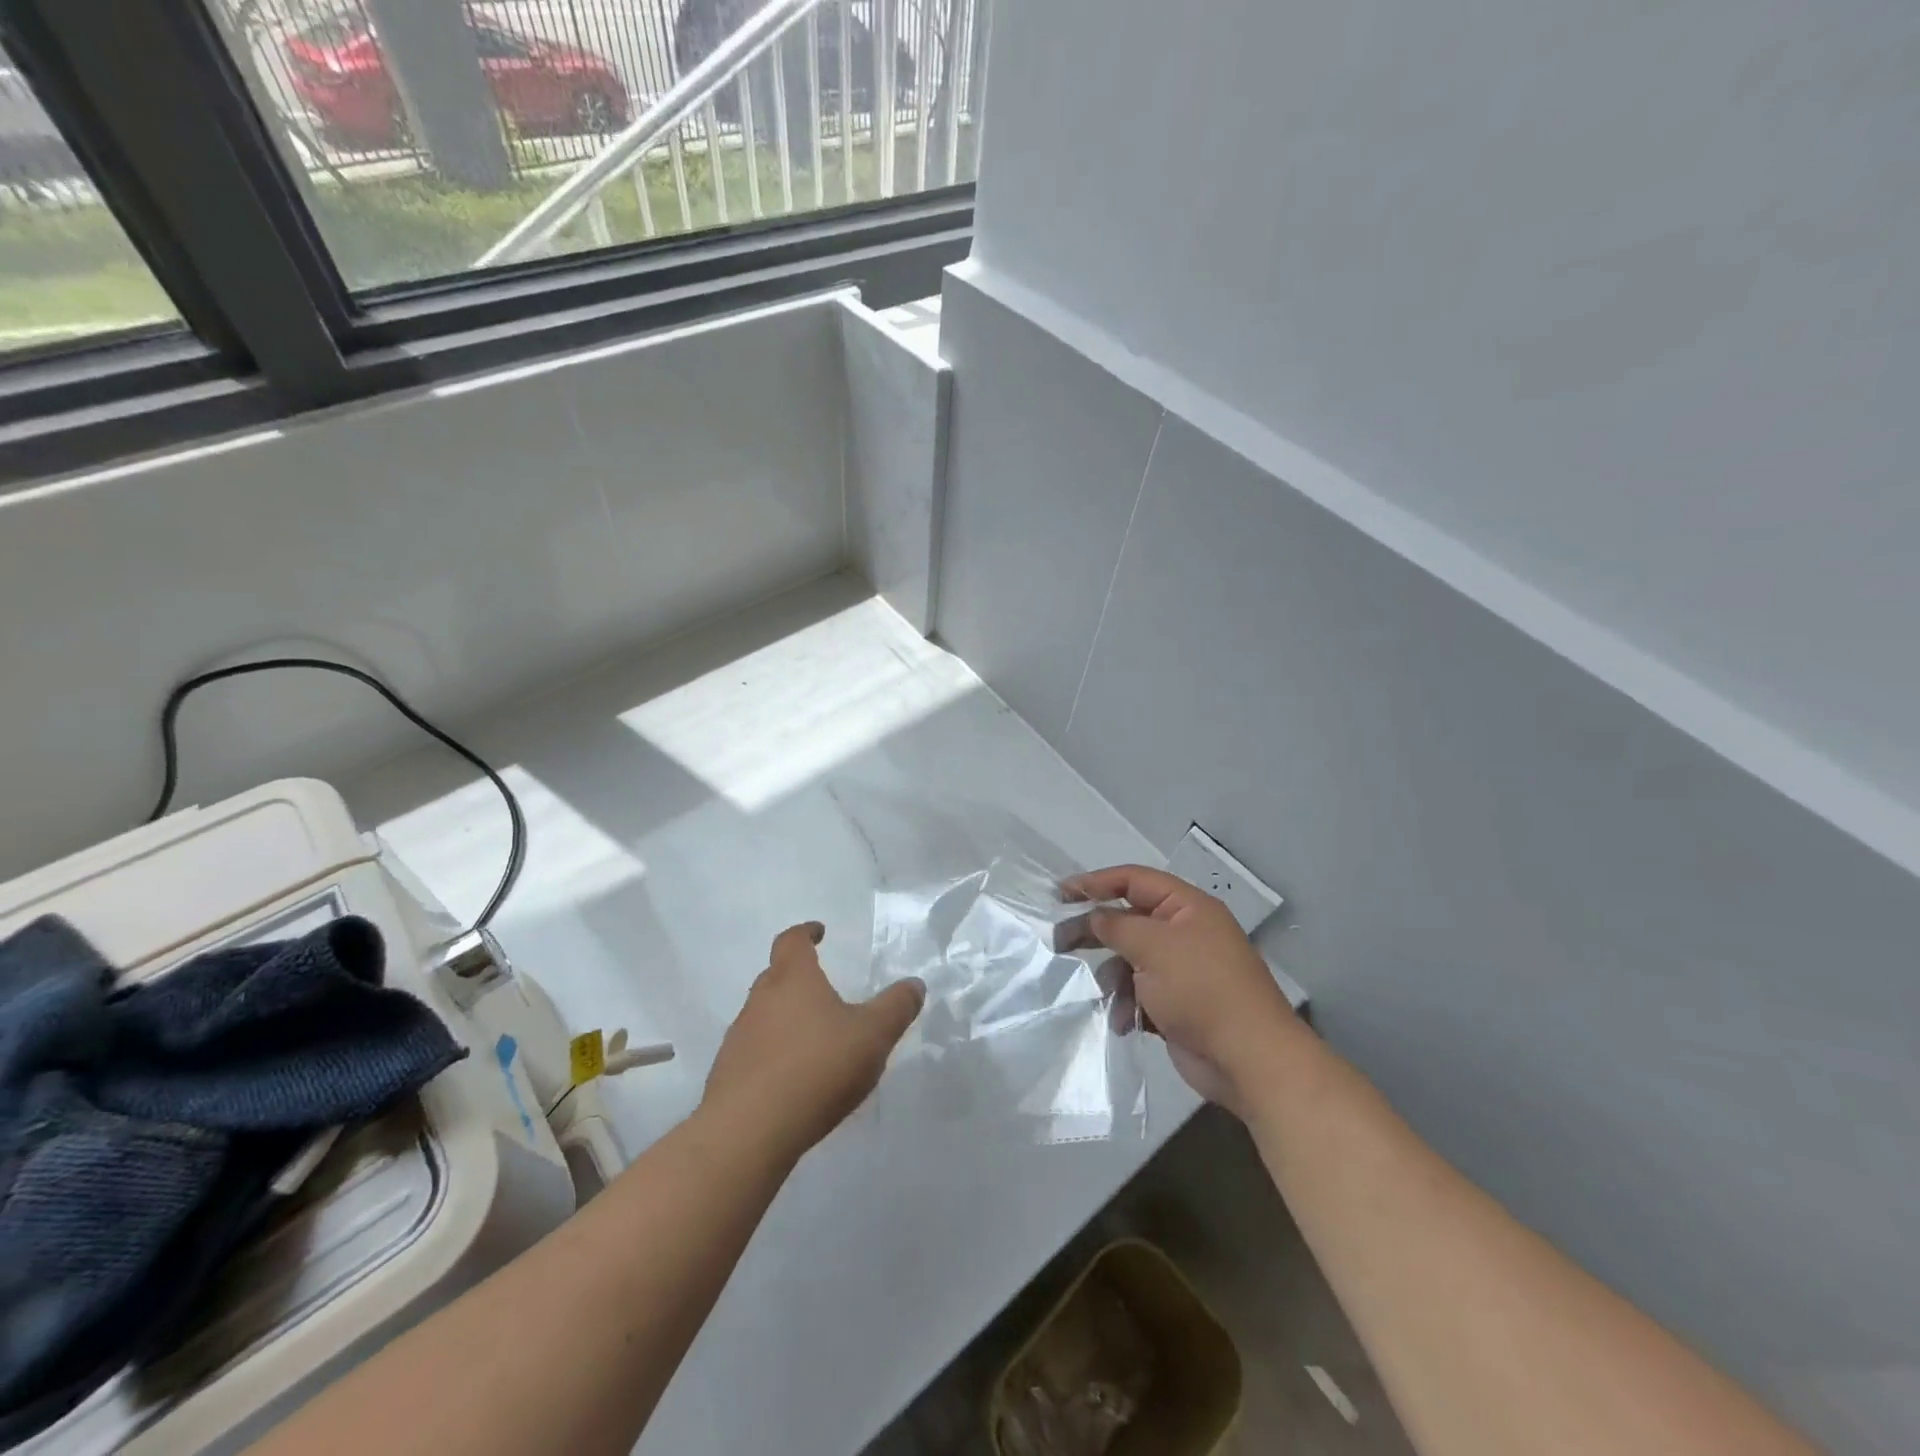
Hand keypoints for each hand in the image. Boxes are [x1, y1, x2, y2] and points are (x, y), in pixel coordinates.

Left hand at [702, 922, 924, 1160]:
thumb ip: (896, 1007)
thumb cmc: (816, 1068)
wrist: (748, 1132)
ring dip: (785, 1019)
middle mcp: (760, 1000)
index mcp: (793, 979)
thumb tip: (914, 984)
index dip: (805, 932)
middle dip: (797, 977)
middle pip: (775, 976)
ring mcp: (739, 1038)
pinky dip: (773, 1055)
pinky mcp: (728, 1076)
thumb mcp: (873, 1035)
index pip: (792, 941)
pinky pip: (755, 1052)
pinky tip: (793, 1079)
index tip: (818, 932)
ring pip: (763, 1015)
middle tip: (822, 989)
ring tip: (813, 1039)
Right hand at [1070, 865, 1299, 1117]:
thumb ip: (1115, 925)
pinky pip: (1140, 993)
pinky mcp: (1177, 1004)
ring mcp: (1182, 970)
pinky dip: (1129, 1004)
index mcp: (1187, 907)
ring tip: (1107, 994)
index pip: (1134, 880)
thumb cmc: (1200, 989)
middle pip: (1129, 920)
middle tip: (1060, 942)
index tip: (1060, 894)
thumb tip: (1093, 917)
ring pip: (1131, 960)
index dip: (1096, 882)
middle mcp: (1185, 933)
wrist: (1248, 1058)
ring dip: (1114, 977)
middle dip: (1097, 932)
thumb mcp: (1152, 946)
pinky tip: (1124, 1022)